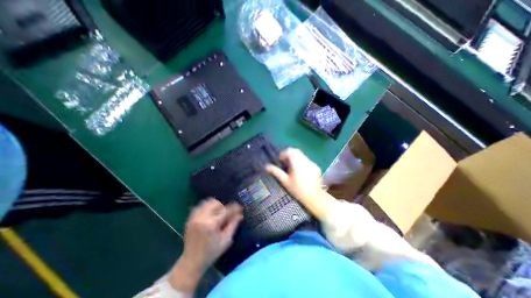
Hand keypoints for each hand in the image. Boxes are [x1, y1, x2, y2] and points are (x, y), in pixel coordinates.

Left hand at [168, 200, 241, 292]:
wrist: (191, 262)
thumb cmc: (211, 253)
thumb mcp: (226, 240)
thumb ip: (233, 225)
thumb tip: (240, 214)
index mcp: (211, 224)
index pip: (225, 210)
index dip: (234, 208)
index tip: (240, 208)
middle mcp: (202, 218)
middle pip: (216, 203)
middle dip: (224, 206)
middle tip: (229, 213)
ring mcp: (194, 218)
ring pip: (208, 202)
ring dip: (216, 205)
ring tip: (220, 213)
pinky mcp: (190, 219)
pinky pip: (200, 206)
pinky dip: (208, 207)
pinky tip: (211, 214)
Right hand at [266, 148, 330, 218]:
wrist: (313, 197)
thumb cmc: (297, 189)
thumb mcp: (285, 181)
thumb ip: (276, 172)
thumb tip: (267, 167)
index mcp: (296, 162)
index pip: (289, 151)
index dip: (283, 154)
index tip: (281, 160)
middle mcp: (304, 160)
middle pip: (296, 151)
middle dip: (290, 154)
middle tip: (286, 162)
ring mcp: (311, 163)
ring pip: (302, 155)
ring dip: (296, 158)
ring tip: (293, 167)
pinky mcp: (316, 167)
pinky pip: (307, 161)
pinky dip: (303, 162)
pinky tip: (302, 171)